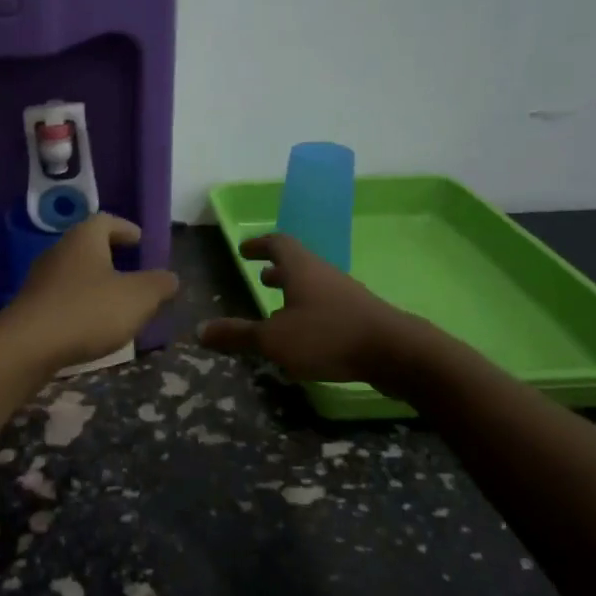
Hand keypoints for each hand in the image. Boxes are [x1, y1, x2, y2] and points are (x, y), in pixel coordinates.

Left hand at [0, 216, 180, 371]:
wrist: (27, 346)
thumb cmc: (88, 311)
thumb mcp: (137, 298)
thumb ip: (158, 285)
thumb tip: (170, 277)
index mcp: (84, 239)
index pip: (106, 221)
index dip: (125, 229)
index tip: (140, 241)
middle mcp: (59, 251)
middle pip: (88, 246)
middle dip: (111, 257)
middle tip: (133, 272)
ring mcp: (40, 279)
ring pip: (74, 273)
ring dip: (95, 283)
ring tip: (117, 302)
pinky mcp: (31, 307)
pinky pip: (62, 297)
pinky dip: (80, 304)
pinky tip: (92, 325)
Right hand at [199, 233, 437, 383]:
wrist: (396, 352)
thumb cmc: (327, 336)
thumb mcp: (274, 340)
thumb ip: (238, 335)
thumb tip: (200, 331)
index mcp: (300, 268)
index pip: (277, 243)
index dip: (259, 245)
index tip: (244, 249)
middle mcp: (323, 274)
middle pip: (298, 262)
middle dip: (277, 268)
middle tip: (260, 276)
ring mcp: (346, 294)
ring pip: (314, 284)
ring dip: (294, 290)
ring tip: (278, 306)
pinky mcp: (361, 316)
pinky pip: (328, 304)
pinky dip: (310, 310)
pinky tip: (306, 334)